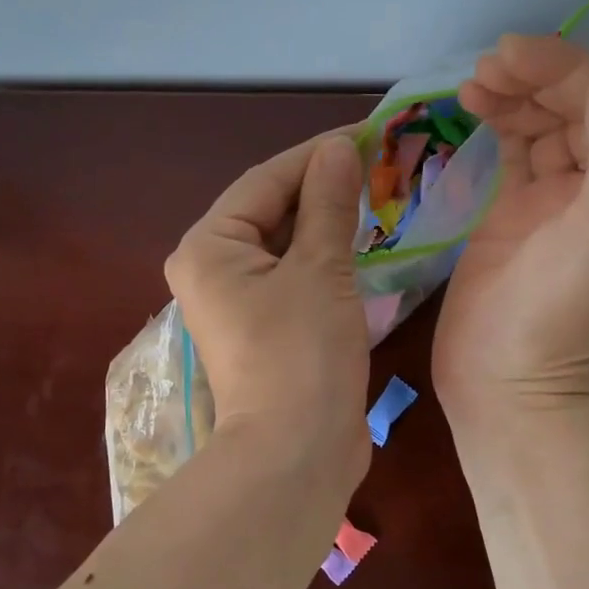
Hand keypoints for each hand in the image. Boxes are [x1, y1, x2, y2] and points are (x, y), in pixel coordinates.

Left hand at [166, 132, 371, 493]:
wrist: (296, 453)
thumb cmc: (301, 354)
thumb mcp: (319, 269)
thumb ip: (328, 204)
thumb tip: (339, 148)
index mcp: (209, 246)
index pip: (265, 181)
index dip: (316, 155)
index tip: (366, 135)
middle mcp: (212, 269)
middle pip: (270, 211)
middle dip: (322, 188)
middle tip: (378, 165)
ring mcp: (236, 302)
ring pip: (284, 244)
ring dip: (326, 222)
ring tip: (376, 196)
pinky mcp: (263, 328)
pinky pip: (293, 276)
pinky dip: (324, 258)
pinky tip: (360, 244)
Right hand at [434, 35, 588, 421]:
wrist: (503, 386)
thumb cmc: (553, 314)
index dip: (565, 67)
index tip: (507, 55)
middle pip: (579, 105)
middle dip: (536, 76)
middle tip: (484, 69)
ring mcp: (558, 202)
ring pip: (545, 123)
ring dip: (515, 95)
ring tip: (472, 85)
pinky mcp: (516, 216)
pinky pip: (516, 151)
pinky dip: (499, 123)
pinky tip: (474, 110)